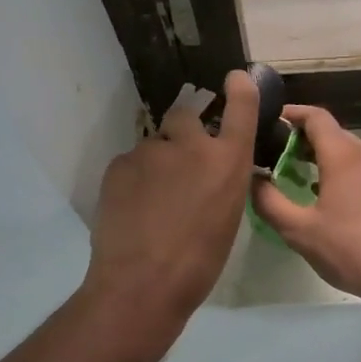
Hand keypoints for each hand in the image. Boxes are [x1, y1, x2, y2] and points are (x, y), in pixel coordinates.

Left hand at [84, 70, 258, 323]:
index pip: (241, 108)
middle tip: (179, 163)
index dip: (240, 88)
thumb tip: (210, 173)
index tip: (235, 77)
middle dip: (184, 130)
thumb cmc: (199, 263)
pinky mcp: (119, 164)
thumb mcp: (228, 218)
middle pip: (186, 115)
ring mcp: (151, 151)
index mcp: (228, 162)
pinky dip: (133, 179)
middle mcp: (192, 145)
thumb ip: (221, 182)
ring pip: (154, 145)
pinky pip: (130, 163)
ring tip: (151, 202)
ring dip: (156, 163)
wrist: (142, 284)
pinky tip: (131, 209)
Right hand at [251, 104, 360, 309]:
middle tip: (270, 155)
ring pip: (345, 151)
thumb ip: (269, 202)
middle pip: (330, 132)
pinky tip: (321, 196)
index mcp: (343, 154)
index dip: (290, 114)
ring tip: (290, 175)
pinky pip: (358, 168)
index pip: (315, 116)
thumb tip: (251, 179)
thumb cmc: (352, 250)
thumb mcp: (300, 231)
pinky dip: (336, 171)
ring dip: (318, 157)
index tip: (267, 123)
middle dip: (299, 138)